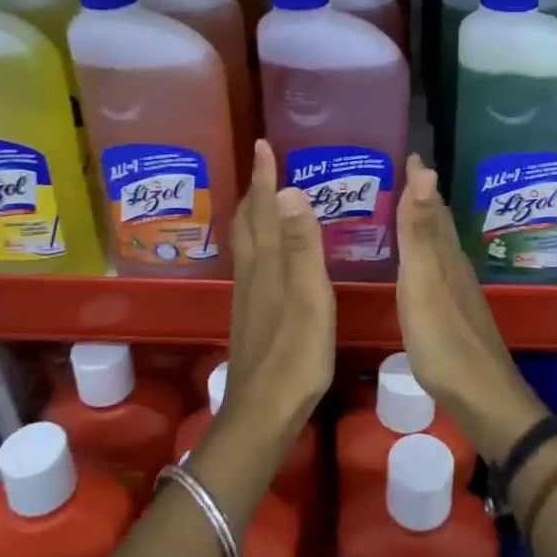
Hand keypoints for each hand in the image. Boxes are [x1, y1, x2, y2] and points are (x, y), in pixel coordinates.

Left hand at [220, 141, 334, 445]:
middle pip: (248, 222)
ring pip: (248, 242)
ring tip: (267, 198)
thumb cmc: (295, 355)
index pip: (264, 208)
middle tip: (264, 163)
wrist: (263, 412)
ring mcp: (250, 296)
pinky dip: (260, 241)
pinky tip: (270, 253)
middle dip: (256, 190)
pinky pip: (254, 262)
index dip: (264, 176)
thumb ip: (300, 246)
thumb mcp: (308, 297)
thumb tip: (289, 191)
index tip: (263, 144)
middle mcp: (253, 273)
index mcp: (267, 264)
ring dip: (255, 213)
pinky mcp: (253, 314)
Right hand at [395, 154, 545, 460]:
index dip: (420, 179)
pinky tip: (416, 267)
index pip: (431, 204)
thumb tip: (426, 171)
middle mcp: (453, 265)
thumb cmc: (444, 339)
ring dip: (423, 224)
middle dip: (422, 197)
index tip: (409, 153)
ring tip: (404, 211)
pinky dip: (423, 255)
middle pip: (437, 222)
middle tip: (402, 175)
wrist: (480, 396)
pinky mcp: (453, 313)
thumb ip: (419, 231)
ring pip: (438, 245)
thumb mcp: (423, 282)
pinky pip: (435, 268)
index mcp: (444, 254)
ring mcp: (456, 291)